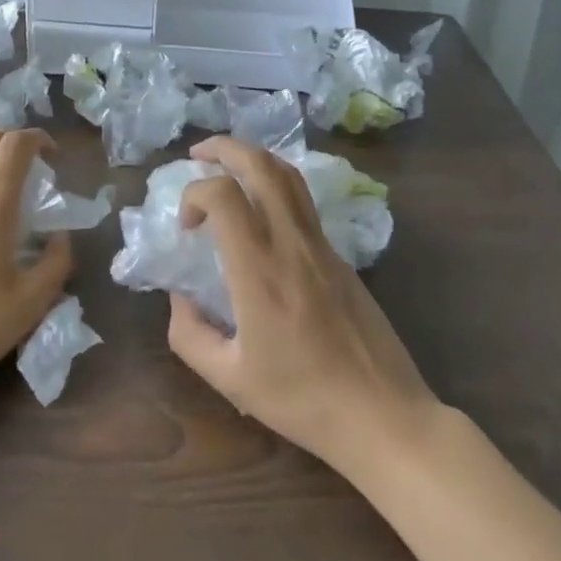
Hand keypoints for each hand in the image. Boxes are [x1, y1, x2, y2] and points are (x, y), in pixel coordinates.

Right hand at [166, 137, 438, 473]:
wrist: (382, 413)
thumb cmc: (303, 400)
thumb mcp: (230, 379)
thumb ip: (190, 334)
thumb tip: (178, 297)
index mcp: (259, 270)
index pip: (223, 194)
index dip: (194, 193)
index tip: (186, 227)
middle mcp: (291, 243)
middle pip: (261, 164)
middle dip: (225, 147)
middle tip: (199, 154)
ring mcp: (321, 244)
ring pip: (289, 174)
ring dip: (254, 158)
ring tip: (229, 167)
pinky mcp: (340, 253)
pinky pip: (303, 201)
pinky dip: (275, 185)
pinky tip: (261, 210)